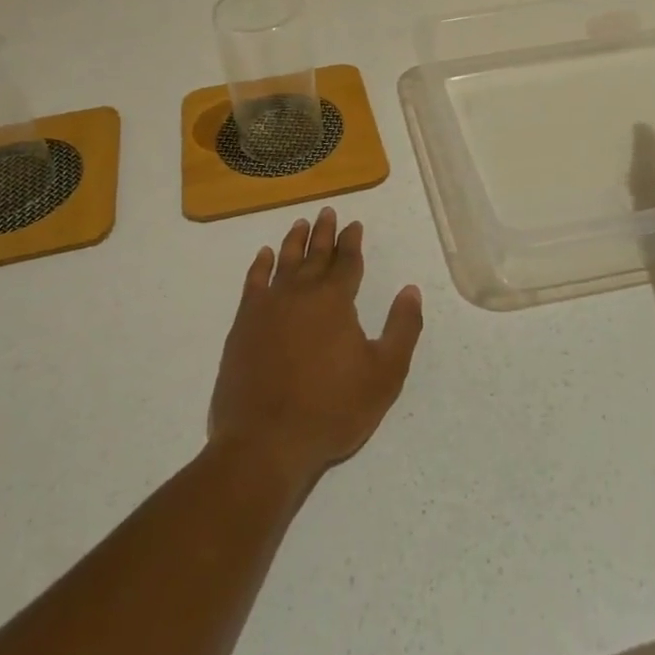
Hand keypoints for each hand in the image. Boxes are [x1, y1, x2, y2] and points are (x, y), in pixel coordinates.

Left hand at [208, 209, 423, 486]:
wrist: (265, 442)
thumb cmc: (332, 409)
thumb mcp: (384, 374)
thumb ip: (402, 328)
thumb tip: (410, 290)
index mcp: (334, 300)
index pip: (347, 261)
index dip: (352, 241)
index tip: (354, 224)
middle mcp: (300, 293)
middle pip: (314, 254)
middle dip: (324, 233)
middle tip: (327, 212)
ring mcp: (267, 308)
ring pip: (283, 263)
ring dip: (293, 242)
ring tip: (299, 224)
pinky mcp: (243, 326)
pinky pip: (252, 284)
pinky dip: (259, 267)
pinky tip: (263, 256)